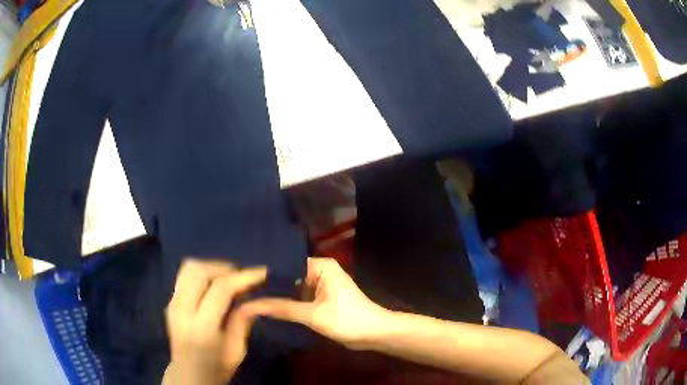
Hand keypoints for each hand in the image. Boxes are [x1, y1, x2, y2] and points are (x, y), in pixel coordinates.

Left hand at [163, 260, 266, 384]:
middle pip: (200, 271)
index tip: (262, 272)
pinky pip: (185, 275)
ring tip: (228, 278)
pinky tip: (213, 284)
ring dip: (211, 267)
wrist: (188, 375)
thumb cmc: (216, 368)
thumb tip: (254, 297)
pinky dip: (202, 272)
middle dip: (224, 268)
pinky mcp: (170, 301)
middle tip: (242, 276)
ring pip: (189, 268)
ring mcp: (172, 303)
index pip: (220, 289)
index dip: (243, 277)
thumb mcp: (237, 351)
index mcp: (202, 327)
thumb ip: (242, 321)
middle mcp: (182, 310)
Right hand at [240, 258, 389, 348]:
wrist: (375, 334)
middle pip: (289, 277)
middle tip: (243, 293)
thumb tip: (250, 306)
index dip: (266, 274)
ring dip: (278, 297)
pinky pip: (300, 298)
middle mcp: (319, 271)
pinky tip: (268, 309)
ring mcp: (321, 286)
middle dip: (270, 287)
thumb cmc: (348, 319)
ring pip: (293, 289)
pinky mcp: (322, 299)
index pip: (286, 265)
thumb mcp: (312, 315)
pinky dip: (288, 305)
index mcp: (320, 266)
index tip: (243, 282)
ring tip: (250, 300)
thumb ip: (282, 308)